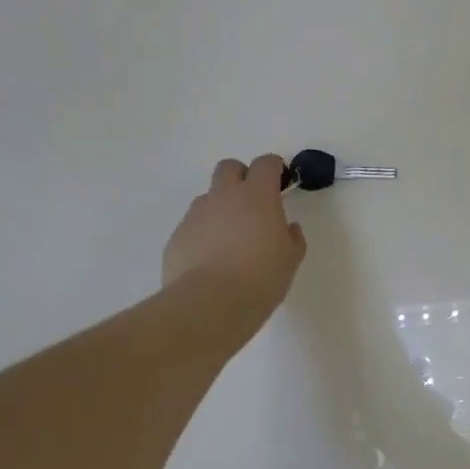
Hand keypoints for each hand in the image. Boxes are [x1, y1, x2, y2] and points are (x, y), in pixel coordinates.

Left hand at [162, 156, 306, 342]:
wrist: (209, 304)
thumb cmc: (260, 278)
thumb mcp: (290, 260)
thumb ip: (292, 238)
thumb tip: (288, 228)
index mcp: (257, 196)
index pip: (266, 164)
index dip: (275, 169)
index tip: (281, 184)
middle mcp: (224, 196)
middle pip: (229, 167)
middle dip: (242, 177)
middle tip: (253, 204)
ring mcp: (196, 215)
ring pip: (209, 197)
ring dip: (221, 208)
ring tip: (231, 240)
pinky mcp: (177, 236)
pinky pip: (194, 225)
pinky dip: (204, 234)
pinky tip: (211, 261)